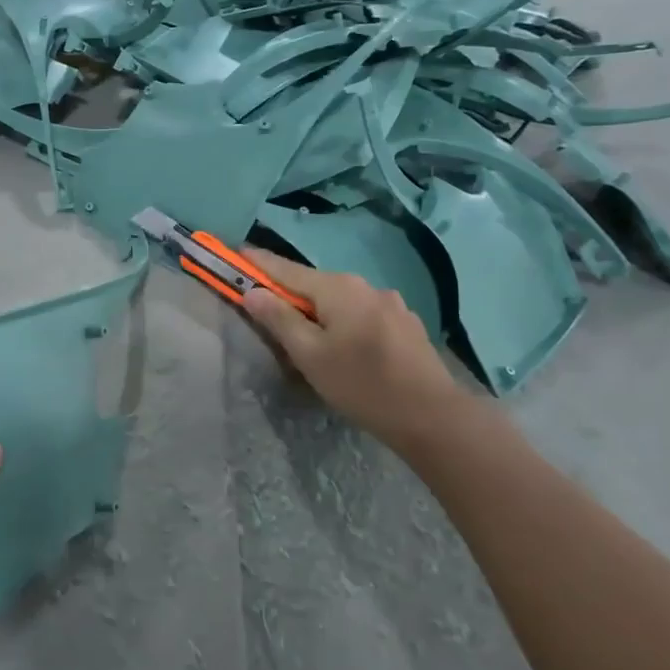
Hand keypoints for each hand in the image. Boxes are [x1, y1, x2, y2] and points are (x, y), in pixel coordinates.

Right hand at [240, 247, 462, 441]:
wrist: (433, 416)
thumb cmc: (362, 385)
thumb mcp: (310, 355)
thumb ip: (280, 320)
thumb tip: (253, 292)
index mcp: (338, 288)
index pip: (286, 269)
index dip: (258, 263)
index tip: (237, 253)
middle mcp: (365, 285)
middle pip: (314, 283)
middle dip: (287, 291)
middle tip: (263, 303)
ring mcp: (390, 303)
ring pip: (339, 300)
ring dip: (317, 309)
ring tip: (305, 333)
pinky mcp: (405, 323)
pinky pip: (361, 313)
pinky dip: (342, 320)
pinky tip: (344, 344)